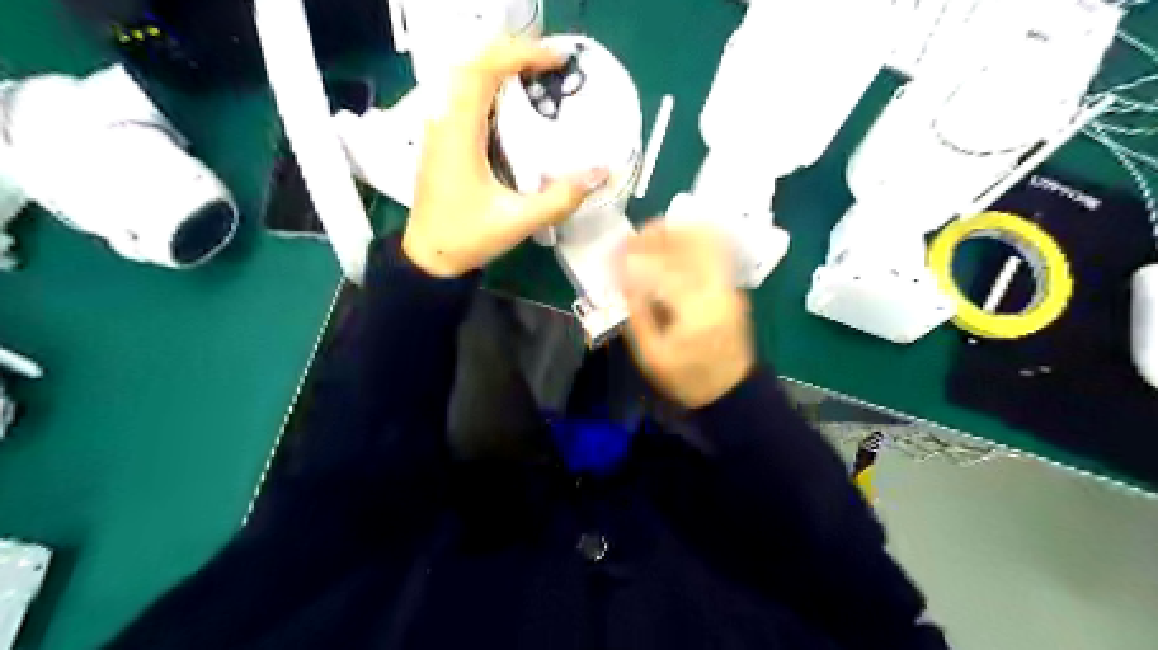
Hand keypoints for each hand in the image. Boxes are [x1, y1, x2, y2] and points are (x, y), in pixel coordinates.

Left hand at [403, 37, 608, 277]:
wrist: (429, 258)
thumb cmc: (467, 238)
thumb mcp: (518, 221)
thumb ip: (560, 198)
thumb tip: (601, 173)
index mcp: (459, 134)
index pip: (483, 72)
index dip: (520, 55)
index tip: (557, 59)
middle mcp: (444, 122)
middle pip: (473, 65)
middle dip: (512, 55)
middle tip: (552, 66)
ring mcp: (439, 130)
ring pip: (466, 80)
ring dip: (501, 70)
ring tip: (539, 78)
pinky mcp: (443, 141)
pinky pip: (464, 99)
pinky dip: (491, 90)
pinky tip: (515, 106)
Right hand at [619, 222, 755, 408]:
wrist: (731, 390)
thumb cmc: (688, 379)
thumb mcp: (652, 356)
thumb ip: (637, 315)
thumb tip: (622, 280)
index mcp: (697, 311)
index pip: (663, 269)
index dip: (634, 258)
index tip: (612, 256)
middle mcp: (718, 289)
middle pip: (691, 243)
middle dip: (657, 233)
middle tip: (630, 238)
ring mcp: (729, 284)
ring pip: (705, 240)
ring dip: (675, 233)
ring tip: (647, 237)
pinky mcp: (731, 285)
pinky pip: (712, 250)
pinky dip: (688, 241)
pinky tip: (667, 246)